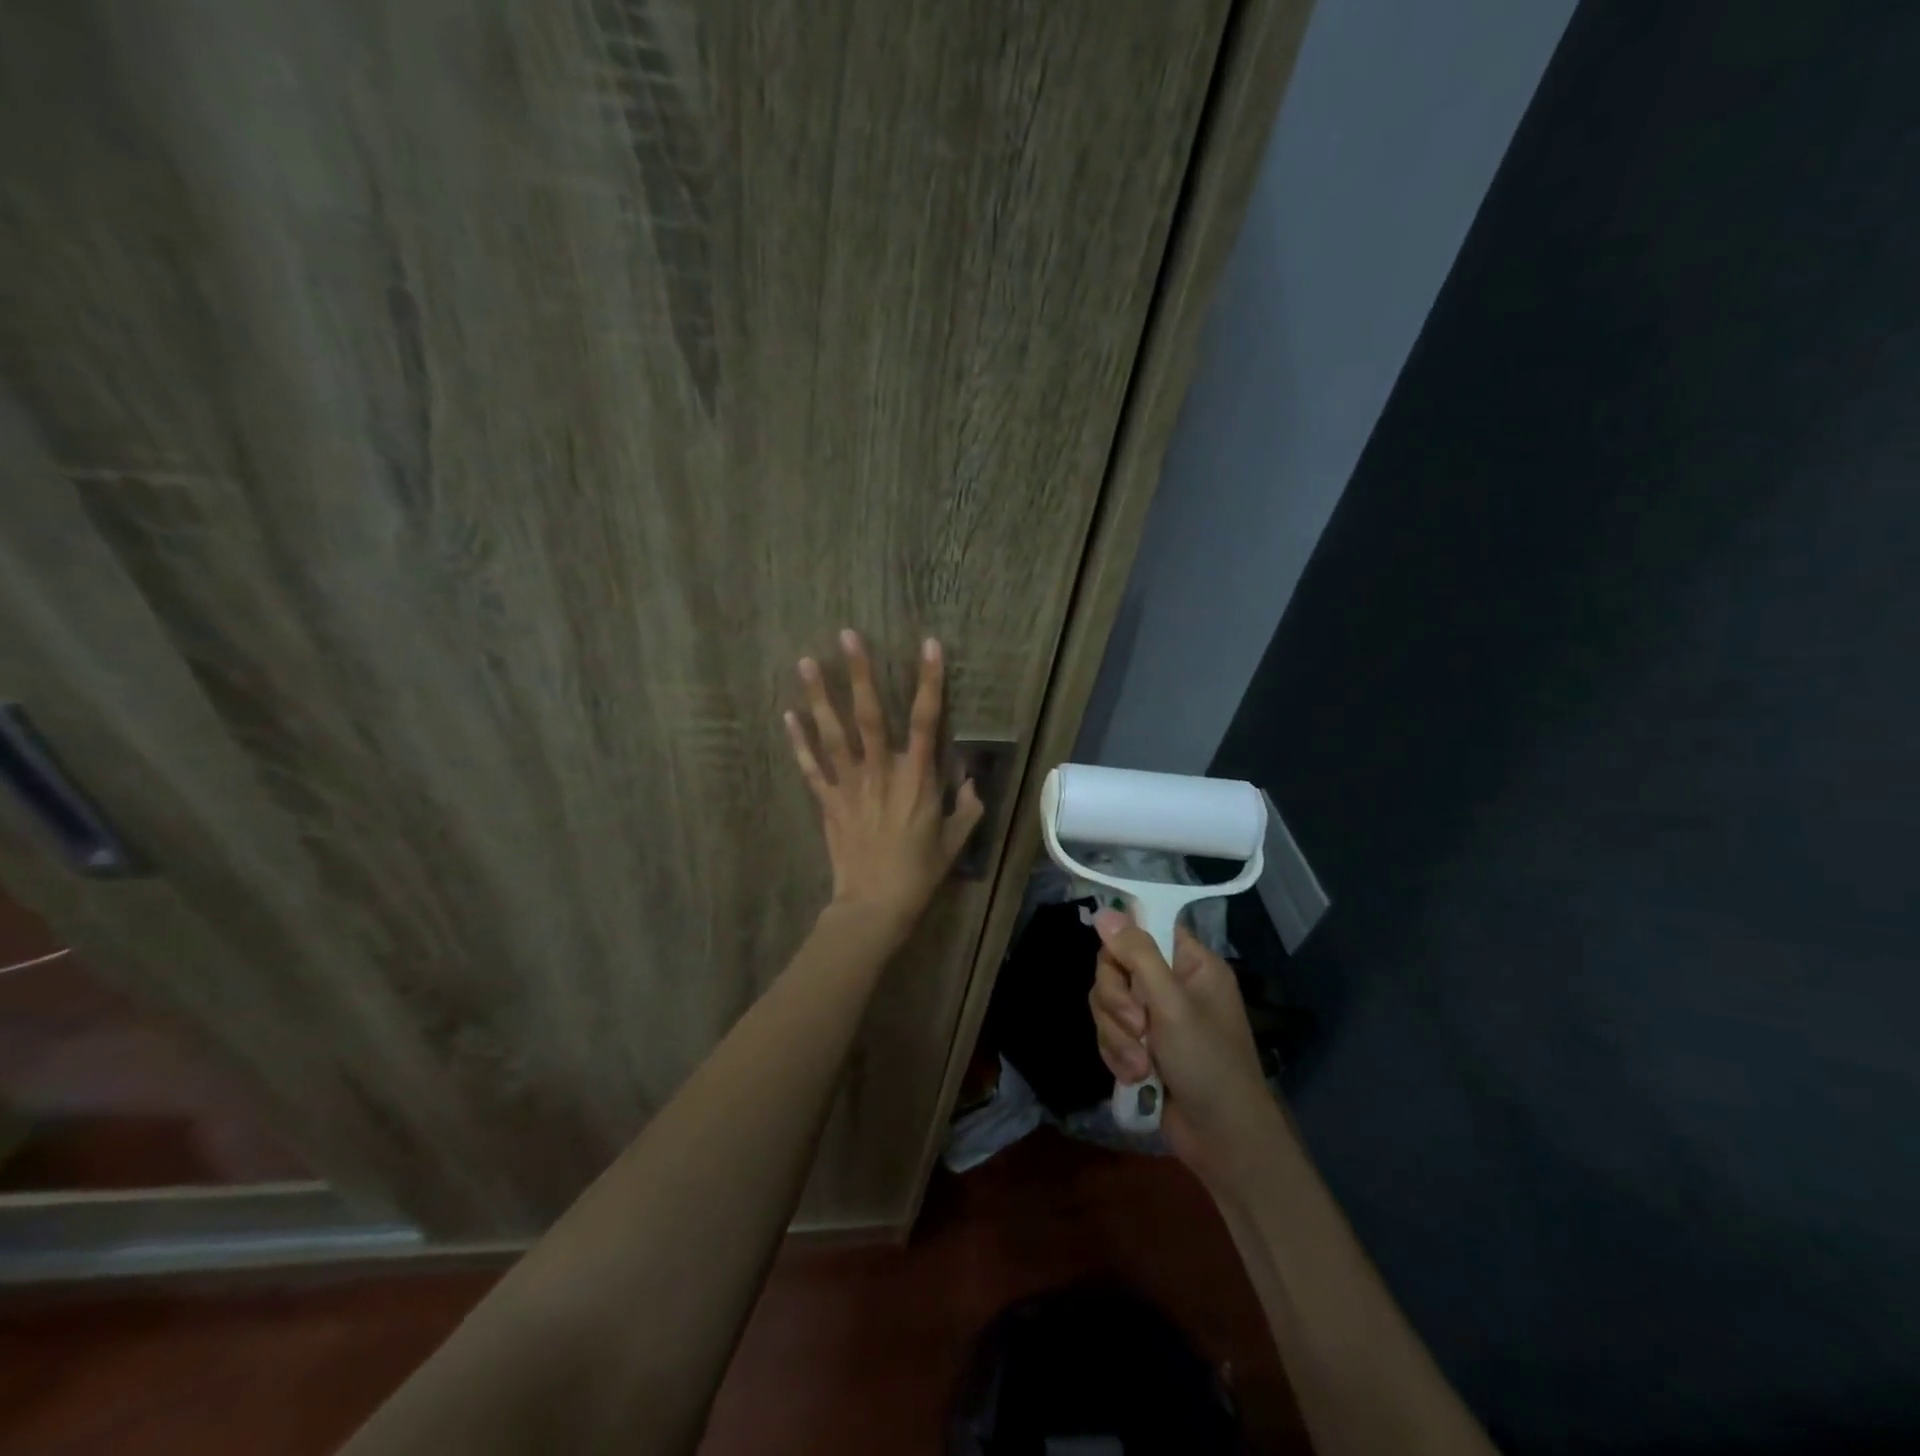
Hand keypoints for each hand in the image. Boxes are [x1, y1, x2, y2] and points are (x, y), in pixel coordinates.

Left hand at [785, 631, 983, 936]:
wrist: (875, 905)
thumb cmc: (919, 873)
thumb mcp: (955, 840)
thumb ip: (966, 807)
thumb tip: (972, 780)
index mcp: (917, 778)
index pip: (927, 721)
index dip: (929, 682)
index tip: (928, 646)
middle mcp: (881, 772)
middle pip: (870, 715)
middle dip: (861, 673)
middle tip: (847, 635)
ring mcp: (850, 785)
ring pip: (833, 733)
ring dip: (819, 696)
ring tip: (805, 661)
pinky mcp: (827, 802)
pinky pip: (810, 767)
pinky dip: (798, 741)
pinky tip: (787, 715)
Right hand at [1089, 911, 1276, 1185]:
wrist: (1222, 1139)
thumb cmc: (1208, 1063)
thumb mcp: (1172, 1005)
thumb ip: (1137, 955)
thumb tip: (1104, 912)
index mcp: (1191, 963)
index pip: (1145, 928)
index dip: (1124, 943)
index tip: (1117, 965)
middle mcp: (1172, 983)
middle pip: (1116, 966)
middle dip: (1117, 1002)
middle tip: (1137, 1025)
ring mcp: (1156, 1016)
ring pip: (1108, 1002)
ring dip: (1117, 1035)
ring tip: (1139, 1065)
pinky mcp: (1142, 1046)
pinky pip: (1111, 1032)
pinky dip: (1118, 1054)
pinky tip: (1136, 1077)